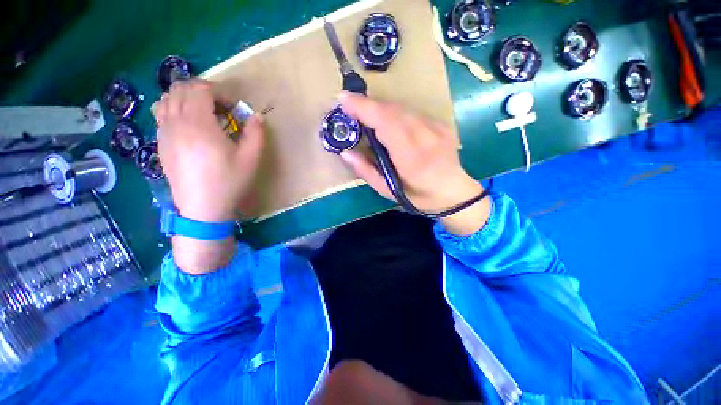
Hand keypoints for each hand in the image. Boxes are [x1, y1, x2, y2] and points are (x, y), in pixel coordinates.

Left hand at [154, 80, 264, 221]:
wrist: (203, 209)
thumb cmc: (229, 182)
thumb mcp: (251, 159)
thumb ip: (256, 133)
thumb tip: (257, 116)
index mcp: (199, 124)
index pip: (201, 89)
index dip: (220, 92)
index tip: (234, 108)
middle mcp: (176, 122)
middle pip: (181, 88)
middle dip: (203, 91)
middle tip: (221, 108)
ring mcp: (164, 132)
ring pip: (167, 98)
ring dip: (186, 98)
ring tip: (204, 114)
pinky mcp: (160, 143)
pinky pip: (161, 114)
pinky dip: (174, 109)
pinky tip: (189, 126)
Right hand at [338, 92, 490, 234]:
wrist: (454, 193)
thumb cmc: (418, 197)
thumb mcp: (388, 191)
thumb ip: (366, 171)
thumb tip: (346, 153)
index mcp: (412, 158)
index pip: (386, 123)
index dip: (364, 108)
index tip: (344, 99)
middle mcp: (426, 137)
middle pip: (393, 111)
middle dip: (369, 106)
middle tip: (351, 109)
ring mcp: (437, 128)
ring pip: (402, 108)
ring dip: (381, 109)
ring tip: (367, 116)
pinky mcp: (441, 124)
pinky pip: (412, 113)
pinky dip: (395, 114)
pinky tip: (389, 123)